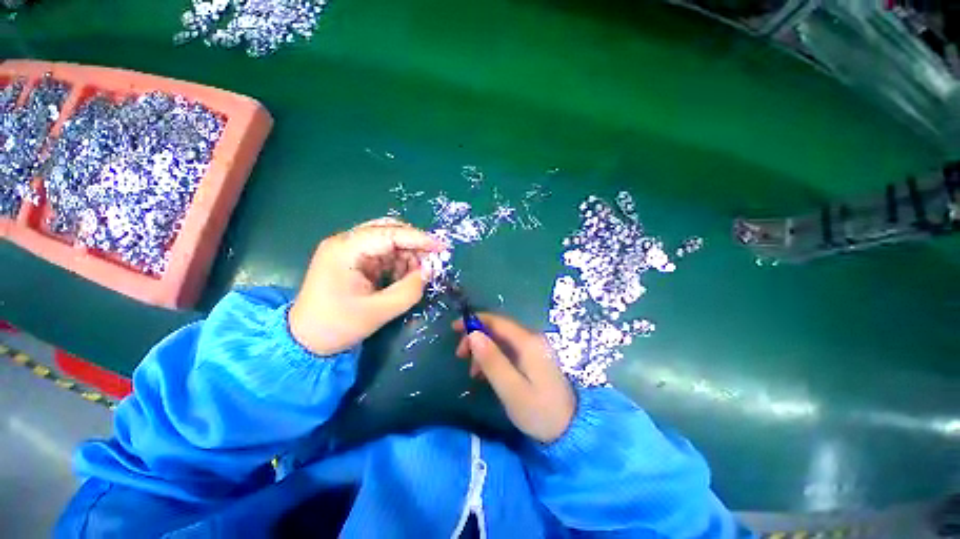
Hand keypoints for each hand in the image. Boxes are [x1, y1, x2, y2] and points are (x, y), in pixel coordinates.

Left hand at [289, 219, 445, 355]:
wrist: (305, 340)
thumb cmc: (337, 326)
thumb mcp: (379, 311)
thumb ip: (409, 290)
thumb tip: (428, 272)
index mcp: (346, 249)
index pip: (390, 234)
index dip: (419, 239)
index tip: (442, 248)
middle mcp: (346, 242)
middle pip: (389, 231)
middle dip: (413, 245)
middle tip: (432, 261)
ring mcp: (348, 250)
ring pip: (388, 241)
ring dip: (407, 255)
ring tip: (417, 275)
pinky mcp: (353, 260)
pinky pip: (383, 253)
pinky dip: (398, 263)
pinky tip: (403, 277)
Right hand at [453, 314, 575, 443]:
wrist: (570, 429)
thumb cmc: (540, 411)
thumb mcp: (511, 389)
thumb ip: (492, 361)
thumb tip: (473, 334)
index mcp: (527, 342)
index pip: (497, 321)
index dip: (474, 321)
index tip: (454, 329)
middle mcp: (531, 339)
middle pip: (498, 329)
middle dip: (476, 338)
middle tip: (461, 357)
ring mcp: (533, 348)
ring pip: (501, 340)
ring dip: (483, 350)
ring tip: (474, 373)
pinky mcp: (533, 358)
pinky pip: (508, 350)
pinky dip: (493, 358)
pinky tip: (486, 374)